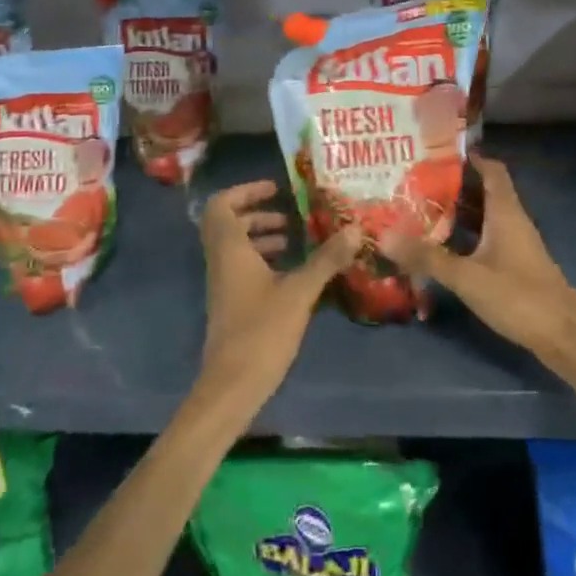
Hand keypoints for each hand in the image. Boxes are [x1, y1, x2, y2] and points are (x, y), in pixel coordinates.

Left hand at [196, 180, 360, 412]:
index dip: (245, 191)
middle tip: (288, 215)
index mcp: (230, 250)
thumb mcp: (299, 292)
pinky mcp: (231, 305)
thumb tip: (355, 229)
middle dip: (257, 213)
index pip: (222, 205)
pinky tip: (291, 274)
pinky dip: (262, 261)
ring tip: (293, 240)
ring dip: (260, 237)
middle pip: (228, 223)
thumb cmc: (261, 331)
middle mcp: (221, 262)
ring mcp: (223, 285)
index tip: (276, 189)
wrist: (232, 385)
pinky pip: (241, 268)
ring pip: (235, 247)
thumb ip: (325, 259)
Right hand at [379, 154, 575, 369]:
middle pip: (483, 192)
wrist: (564, 338)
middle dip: (452, 186)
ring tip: (420, 210)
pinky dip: (465, 237)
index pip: (492, 170)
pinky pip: (486, 239)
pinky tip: (442, 247)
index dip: (469, 157)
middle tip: (415, 182)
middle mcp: (513, 221)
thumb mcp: (467, 276)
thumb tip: (383, 235)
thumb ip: (426, 257)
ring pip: (484, 218)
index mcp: (506, 212)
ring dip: (457, 213)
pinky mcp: (515, 266)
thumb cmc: (518, 297)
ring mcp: (515, 245)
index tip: (436, 153)